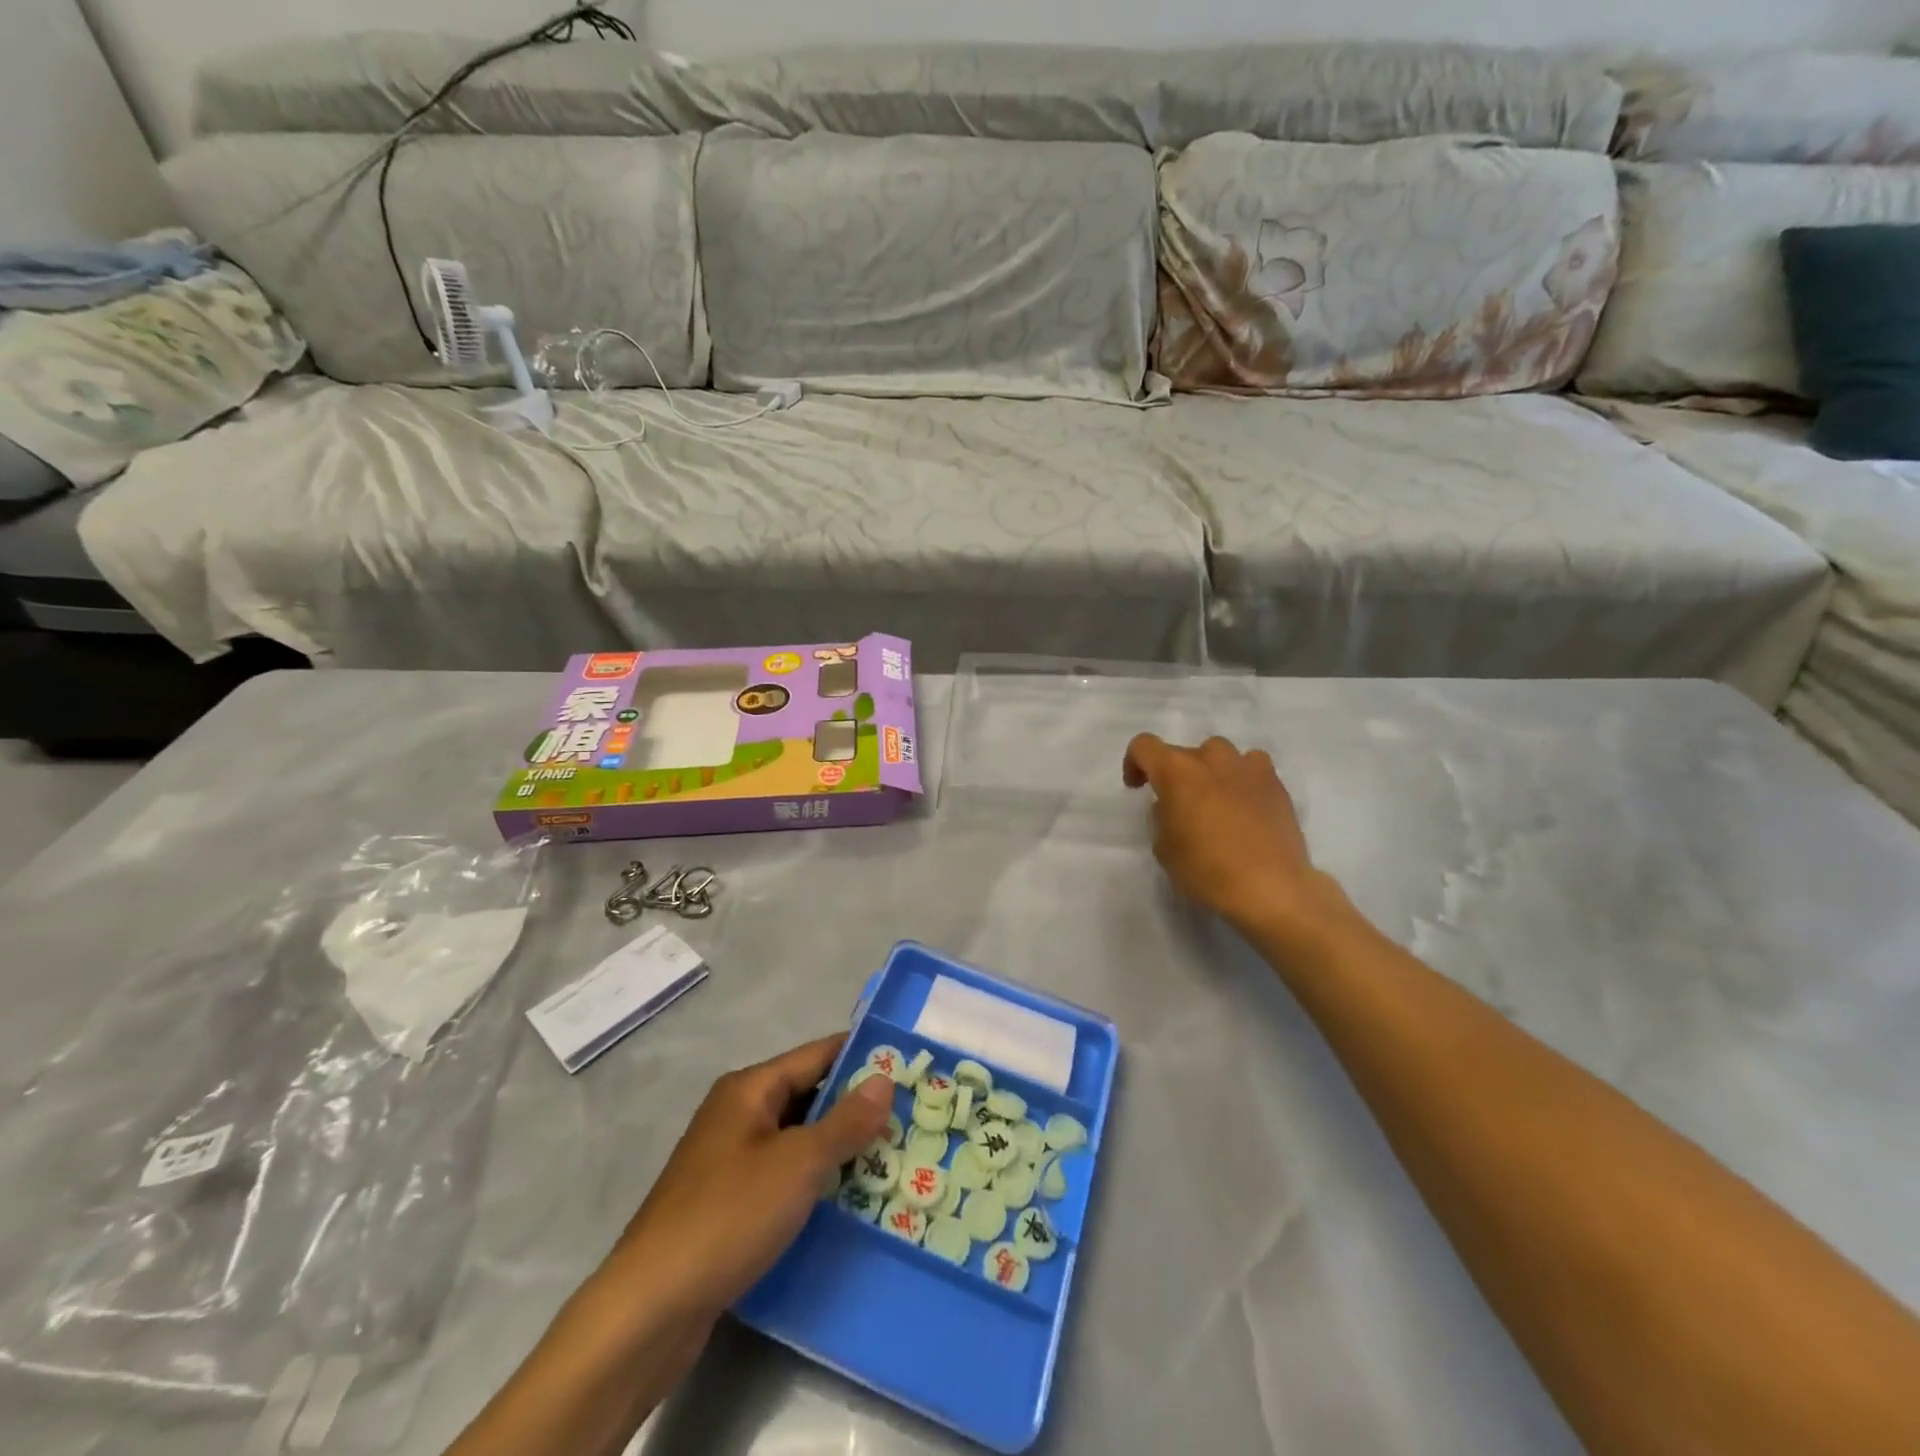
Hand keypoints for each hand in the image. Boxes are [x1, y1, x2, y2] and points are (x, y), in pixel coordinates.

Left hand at [608, 1034, 892, 1323]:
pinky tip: (846, 1200)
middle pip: (806, 1095)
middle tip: (909, 1118)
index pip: (817, 1055)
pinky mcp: (726, 1202)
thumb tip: (884, 1078)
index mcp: (749, 1089)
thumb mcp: (798, 1163)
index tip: (909, 1065)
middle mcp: (737, 1114)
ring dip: (837, 1147)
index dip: (861, 1057)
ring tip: (891, 1158)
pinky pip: (781, 1174)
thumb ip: (845, 1120)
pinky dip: (813, 1179)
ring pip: (795, 1138)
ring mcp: (728, 1159)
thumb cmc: (728, 1216)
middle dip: (854, 1107)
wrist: (649, 1309)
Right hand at [1123, 733, 1346, 936]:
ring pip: (1221, 754)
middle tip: (1179, 804)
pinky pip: (1252, 769)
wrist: (1270, 887)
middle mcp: (1212, 759)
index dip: (1135, 763)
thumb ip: (1163, 816)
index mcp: (1177, 771)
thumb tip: (1174, 806)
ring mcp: (1248, 768)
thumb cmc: (1206, 869)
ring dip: (1211, 771)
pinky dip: (1242, 780)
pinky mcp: (1276, 785)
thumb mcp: (1164, 847)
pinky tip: (1245, 806)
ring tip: (1214, 800)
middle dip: (1176, 773)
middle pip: (1185, 752)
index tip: (1139, 788)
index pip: (1144, 746)